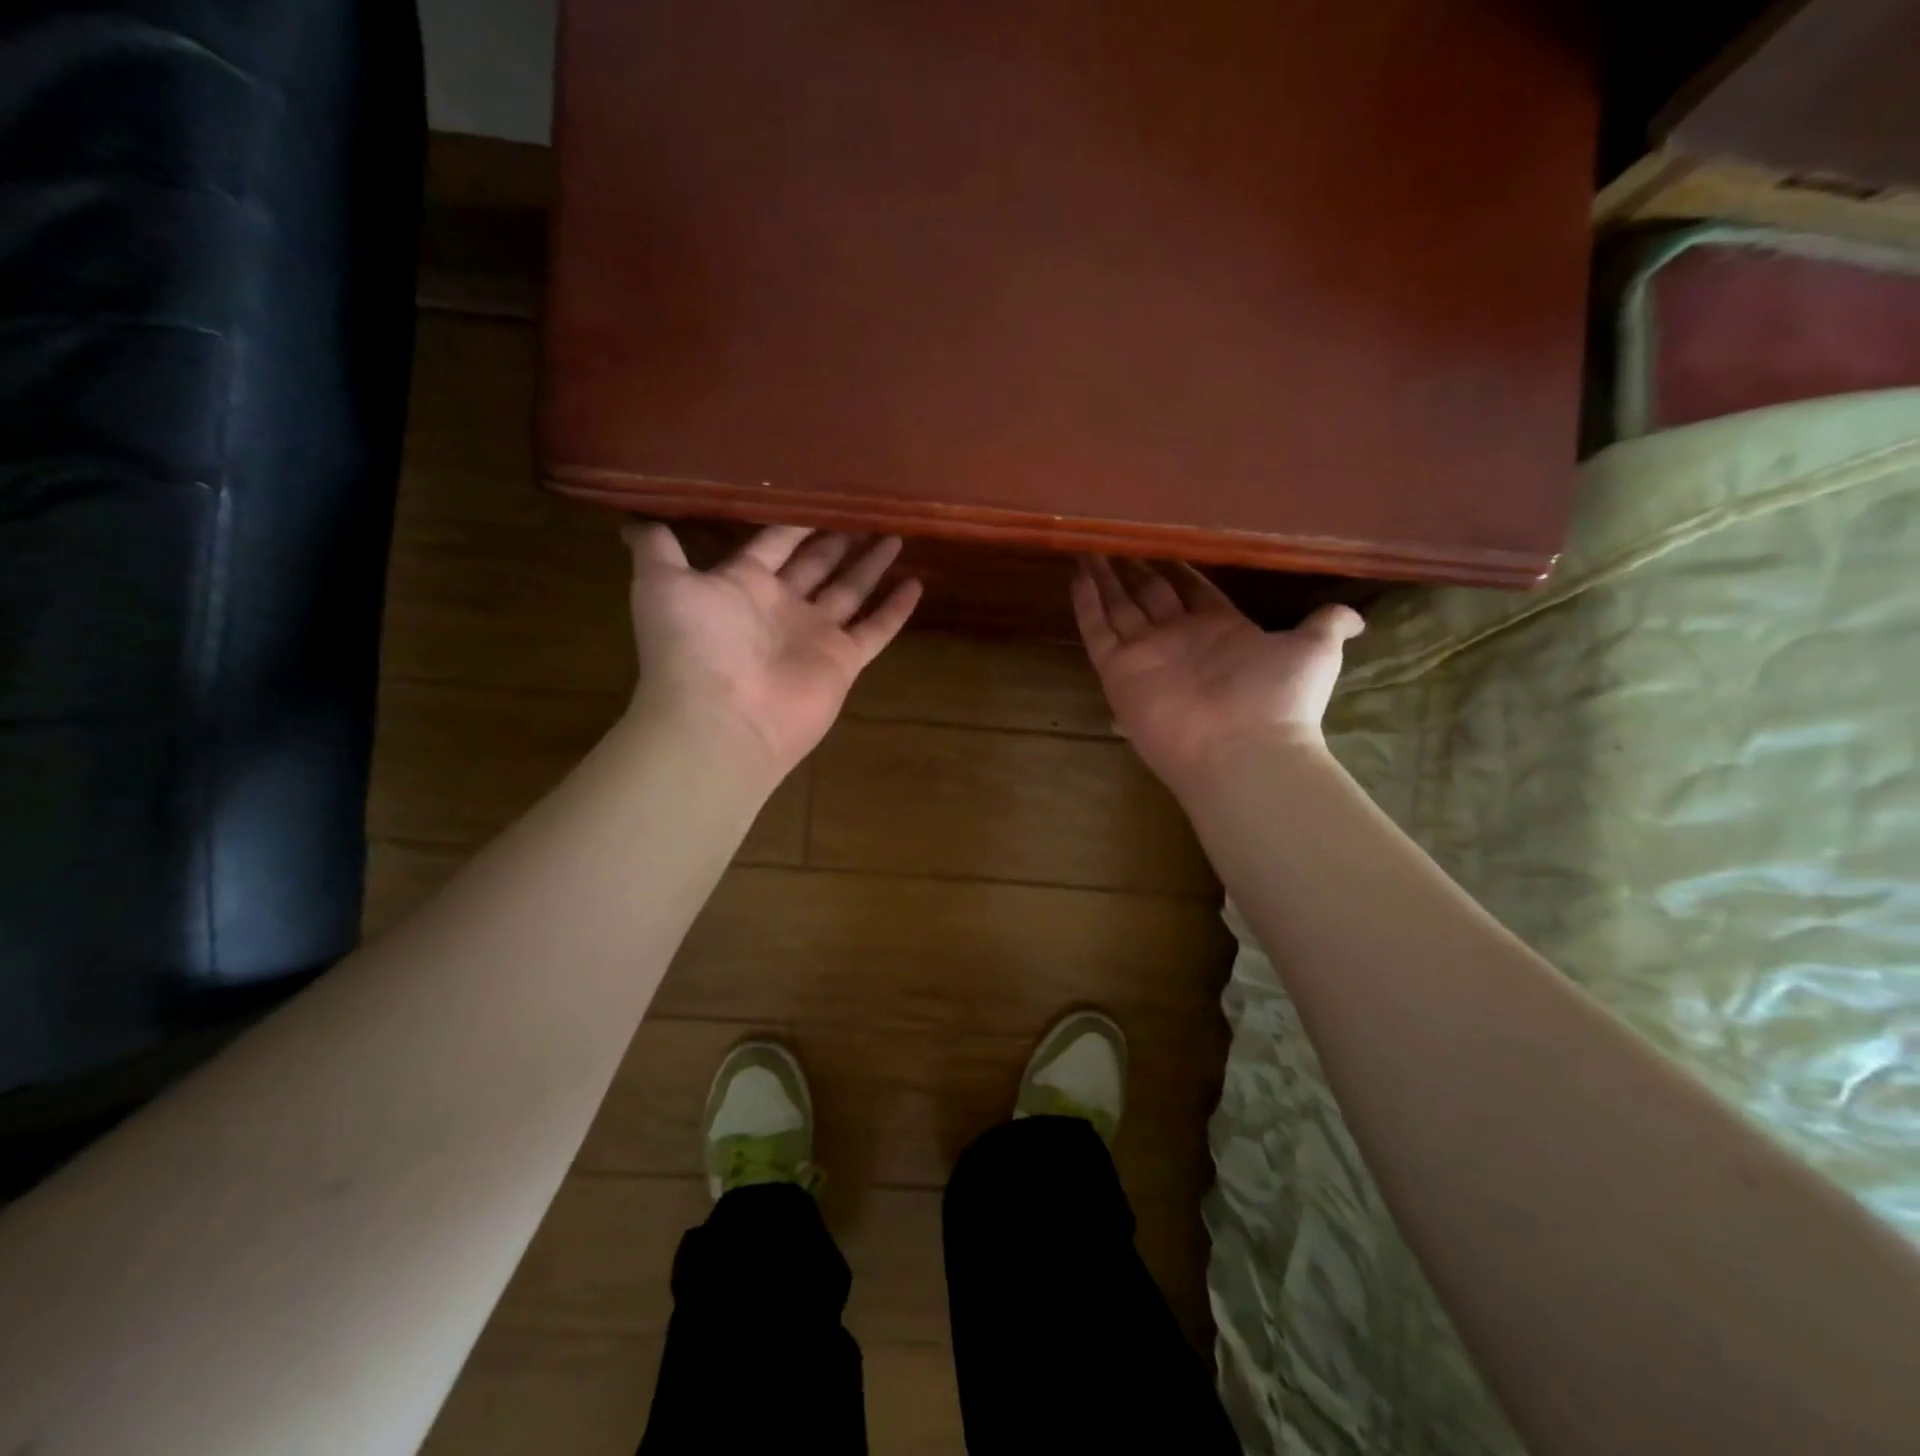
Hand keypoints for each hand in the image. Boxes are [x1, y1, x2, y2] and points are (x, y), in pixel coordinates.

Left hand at [624, 522, 921, 779]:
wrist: (722, 719)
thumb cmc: (693, 646)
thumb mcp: (662, 585)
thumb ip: (657, 549)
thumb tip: (631, 519)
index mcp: (743, 585)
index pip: (775, 543)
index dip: (795, 520)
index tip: (819, 493)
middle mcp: (782, 607)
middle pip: (817, 565)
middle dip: (838, 539)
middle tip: (865, 510)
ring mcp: (815, 635)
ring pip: (851, 591)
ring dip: (871, 565)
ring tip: (895, 534)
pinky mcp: (843, 661)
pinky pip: (876, 630)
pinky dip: (896, 609)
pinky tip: (917, 583)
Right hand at [1072, 556, 1362, 797]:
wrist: (1242, 750)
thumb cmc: (1279, 698)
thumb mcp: (1314, 651)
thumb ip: (1327, 625)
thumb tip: (1356, 616)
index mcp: (1221, 630)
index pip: (1191, 589)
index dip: (1176, 568)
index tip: (1162, 543)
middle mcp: (1179, 639)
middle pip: (1149, 596)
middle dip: (1133, 569)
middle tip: (1115, 540)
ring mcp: (1145, 654)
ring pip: (1118, 608)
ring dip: (1104, 579)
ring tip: (1087, 547)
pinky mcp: (1118, 669)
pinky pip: (1097, 629)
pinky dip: (1085, 602)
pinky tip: (1076, 572)